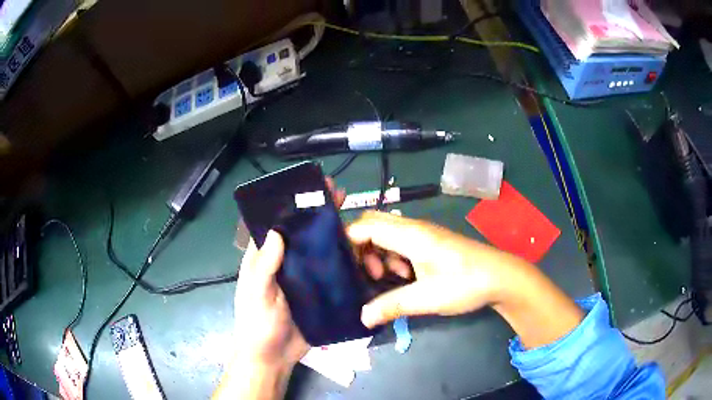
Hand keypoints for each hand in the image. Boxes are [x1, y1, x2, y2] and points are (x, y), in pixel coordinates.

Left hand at [232, 178, 345, 367]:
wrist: (274, 358)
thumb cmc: (257, 325)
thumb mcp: (256, 295)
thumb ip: (264, 266)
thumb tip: (278, 231)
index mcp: (265, 258)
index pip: (278, 224)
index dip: (293, 205)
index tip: (312, 189)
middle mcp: (286, 263)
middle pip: (304, 234)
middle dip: (321, 214)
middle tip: (341, 197)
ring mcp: (304, 278)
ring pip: (322, 251)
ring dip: (337, 236)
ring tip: (359, 222)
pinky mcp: (320, 293)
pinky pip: (334, 273)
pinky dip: (347, 262)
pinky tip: (364, 253)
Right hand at [348, 210, 512, 327]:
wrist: (501, 277)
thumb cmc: (464, 283)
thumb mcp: (426, 298)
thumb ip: (391, 305)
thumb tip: (362, 317)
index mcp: (410, 235)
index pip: (365, 226)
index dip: (347, 242)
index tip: (340, 266)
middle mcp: (414, 227)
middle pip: (373, 224)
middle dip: (361, 247)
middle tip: (365, 273)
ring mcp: (424, 233)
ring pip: (387, 233)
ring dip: (378, 252)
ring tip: (384, 277)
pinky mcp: (431, 242)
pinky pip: (401, 241)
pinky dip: (393, 255)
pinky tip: (403, 276)